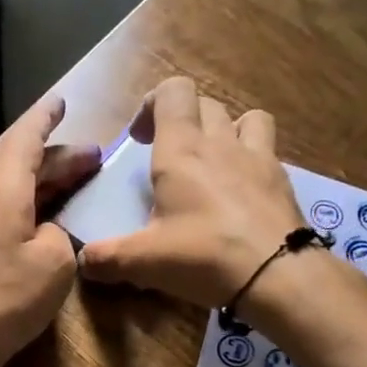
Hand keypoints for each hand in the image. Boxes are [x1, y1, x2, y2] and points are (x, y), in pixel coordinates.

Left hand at [0, 95, 100, 366]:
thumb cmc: (6, 298)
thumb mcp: (53, 263)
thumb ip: (59, 234)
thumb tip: (48, 231)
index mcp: (2, 188)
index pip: (26, 137)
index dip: (46, 117)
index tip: (62, 101)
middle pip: (18, 161)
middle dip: (57, 156)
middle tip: (93, 159)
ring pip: (8, 185)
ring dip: (42, 181)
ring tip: (75, 184)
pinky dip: (27, 203)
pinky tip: (43, 219)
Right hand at [79, 76, 306, 307]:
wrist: (277, 274)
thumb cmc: (203, 256)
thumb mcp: (144, 262)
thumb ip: (108, 258)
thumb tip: (83, 261)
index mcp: (182, 150)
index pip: (173, 92)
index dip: (153, 104)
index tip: (140, 139)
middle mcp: (221, 143)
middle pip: (205, 104)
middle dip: (184, 120)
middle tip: (169, 156)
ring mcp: (259, 158)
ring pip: (247, 118)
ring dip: (228, 130)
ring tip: (216, 163)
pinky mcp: (283, 182)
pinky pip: (268, 153)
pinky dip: (253, 163)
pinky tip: (243, 196)